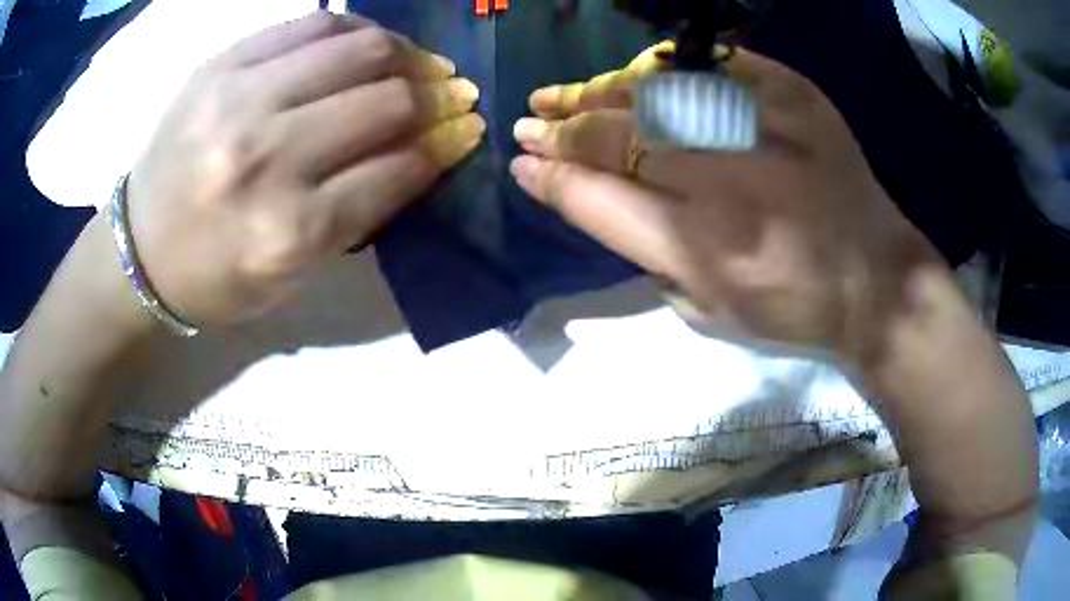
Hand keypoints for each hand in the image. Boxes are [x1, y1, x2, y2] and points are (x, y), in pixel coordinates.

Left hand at [127, 11, 484, 325]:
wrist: (138, 250)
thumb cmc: (215, 278)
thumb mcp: (292, 274)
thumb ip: (358, 214)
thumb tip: (422, 150)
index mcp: (288, 232)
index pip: (395, 169)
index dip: (445, 145)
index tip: (468, 131)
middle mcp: (266, 159)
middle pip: (385, 101)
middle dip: (436, 96)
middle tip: (451, 95)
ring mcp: (238, 101)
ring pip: (358, 50)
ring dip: (406, 55)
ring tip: (418, 65)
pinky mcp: (220, 66)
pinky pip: (311, 26)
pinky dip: (355, 31)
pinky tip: (369, 45)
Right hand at [511, 46, 941, 364]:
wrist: (877, 280)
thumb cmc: (793, 310)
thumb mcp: (709, 313)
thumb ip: (649, 255)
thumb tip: (602, 197)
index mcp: (702, 249)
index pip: (597, 199)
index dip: (550, 178)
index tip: (522, 164)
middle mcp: (727, 183)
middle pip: (617, 139)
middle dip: (561, 130)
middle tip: (529, 124)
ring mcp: (764, 128)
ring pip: (654, 94)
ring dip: (597, 94)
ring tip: (563, 96)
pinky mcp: (795, 96)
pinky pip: (709, 67)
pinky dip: (662, 71)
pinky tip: (633, 78)